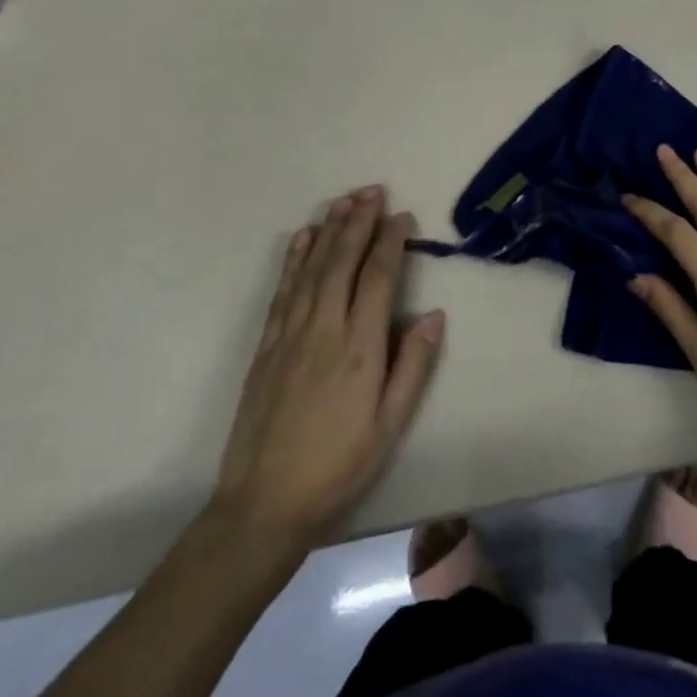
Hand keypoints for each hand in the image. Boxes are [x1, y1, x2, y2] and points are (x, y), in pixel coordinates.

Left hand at [209, 186, 444, 560]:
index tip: (403, 217)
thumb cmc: (338, 465)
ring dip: (329, 231)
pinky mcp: (267, 346)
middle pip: (343, 262)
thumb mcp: (390, 425)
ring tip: (344, 201)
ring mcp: (290, 335)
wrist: (263, 505)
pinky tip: (303, 238)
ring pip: (312, 269)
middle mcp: (324, 330)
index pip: (379, 278)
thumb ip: (413, 367)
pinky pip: (283, 291)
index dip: (392, 242)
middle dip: (360, 222)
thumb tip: (433, 315)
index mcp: (360, 348)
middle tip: (373, 191)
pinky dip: (294, 259)